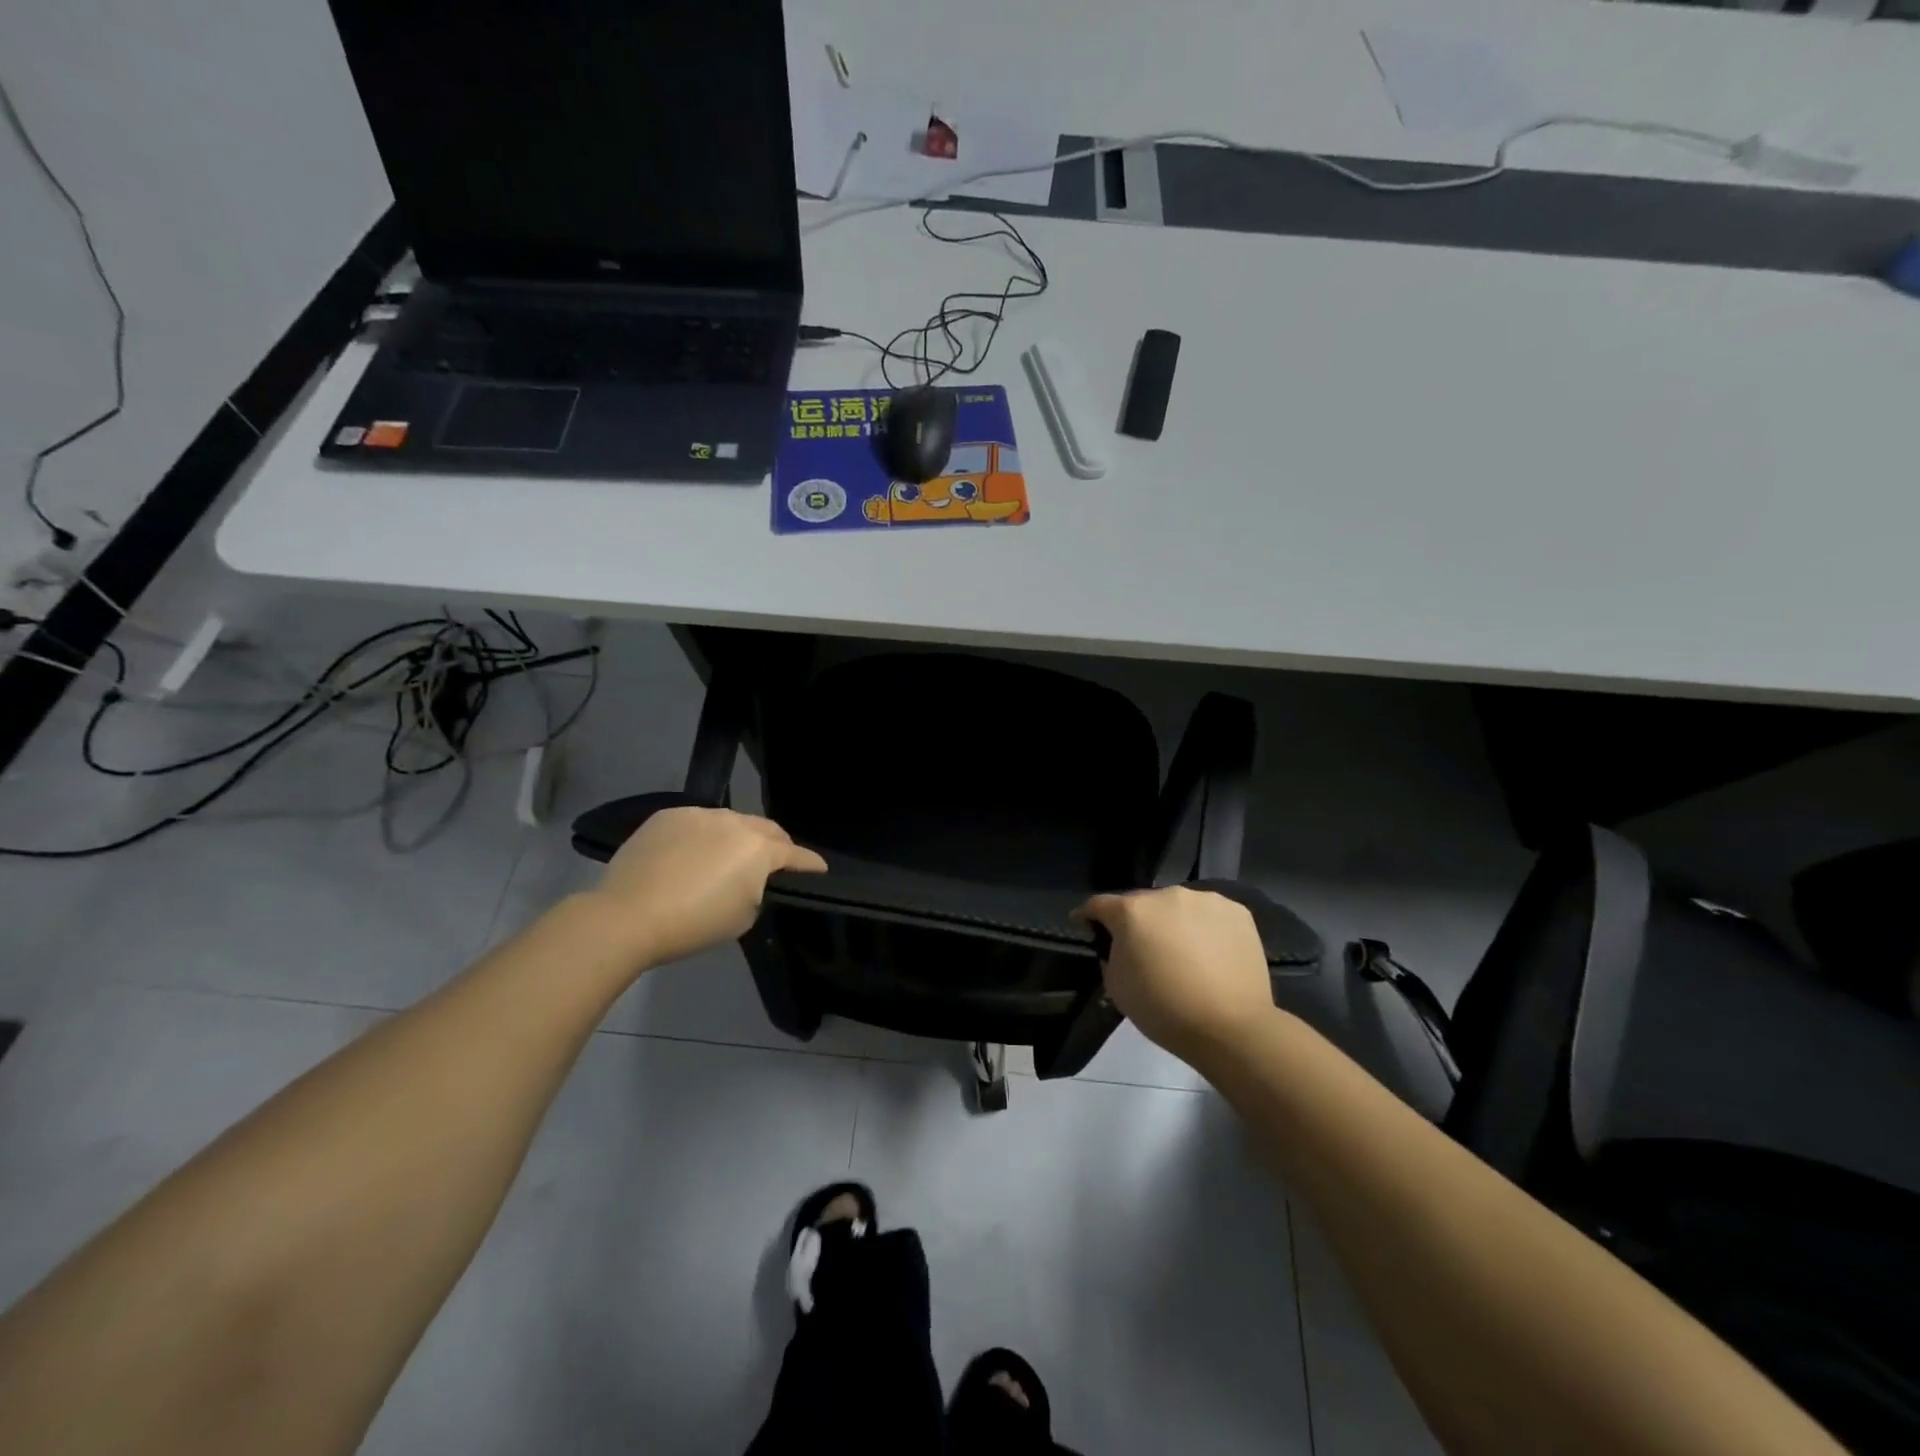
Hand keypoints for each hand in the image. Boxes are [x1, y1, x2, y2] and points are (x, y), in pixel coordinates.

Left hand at [589, 807, 826, 968]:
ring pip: (731, 821)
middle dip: (777, 845)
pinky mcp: (667, 815)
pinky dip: (703, 835)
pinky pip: (697, 822)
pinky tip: (691, 855)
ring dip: (738, 837)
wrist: (627, 916)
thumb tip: (751, 879)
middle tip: (777, 863)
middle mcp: (734, 821)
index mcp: (759, 848)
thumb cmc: (694, 924)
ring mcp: (698, 813)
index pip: (796, 854)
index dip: (811, 864)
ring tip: (729, 857)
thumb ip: (758, 889)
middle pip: (766, 829)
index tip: (820, 869)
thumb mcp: (744, 916)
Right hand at [1074, 886, 1274, 1063]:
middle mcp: (1167, 894)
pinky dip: (1205, 928)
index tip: (1085, 924)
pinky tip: (1211, 952)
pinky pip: (1210, 914)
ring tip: (1183, 951)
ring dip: (1173, 922)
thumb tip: (1120, 945)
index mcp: (1132, 911)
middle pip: (1143, 903)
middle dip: (1138, 921)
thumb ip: (1111, 955)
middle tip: (1144, 947)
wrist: (1231, 1027)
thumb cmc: (1164, 1010)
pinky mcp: (1237, 911)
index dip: (1088, 915)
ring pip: (1179, 906)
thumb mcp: (1117, 986)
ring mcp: (1206, 899)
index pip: (1099, 904)